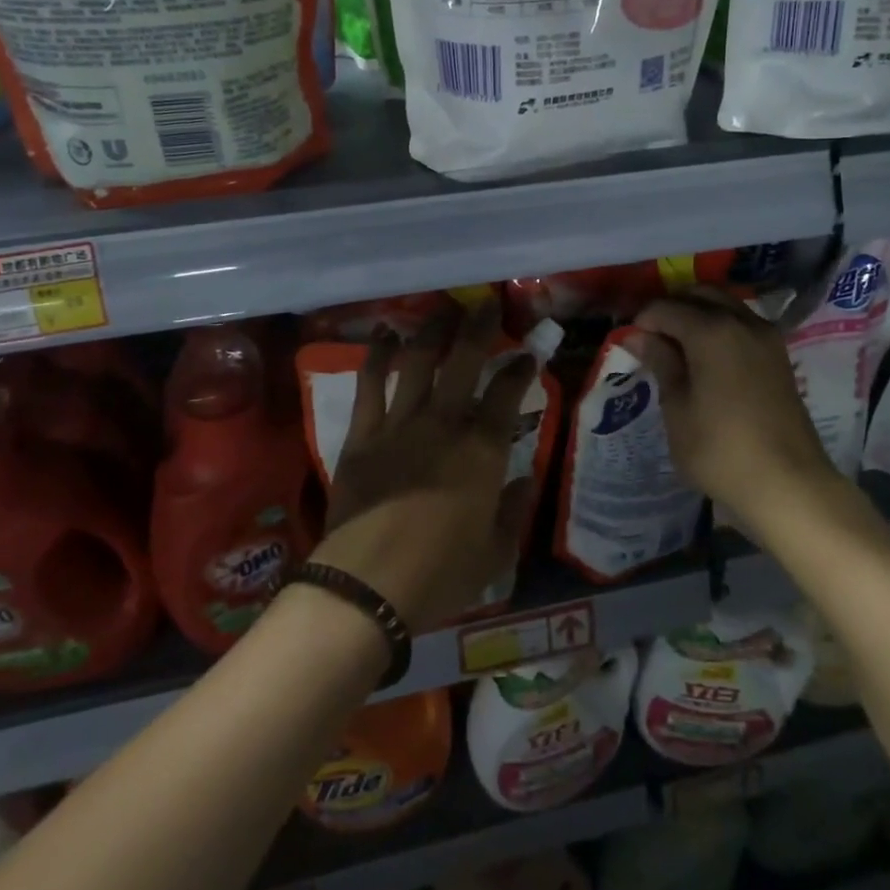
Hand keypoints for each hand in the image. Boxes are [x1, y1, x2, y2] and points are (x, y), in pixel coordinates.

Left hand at [313, 308, 537, 633]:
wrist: (368, 584)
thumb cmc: (441, 573)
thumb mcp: (496, 551)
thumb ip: (515, 509)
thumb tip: (526, 477)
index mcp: (483, 450)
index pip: (507, 394)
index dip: (519, 368)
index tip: (526, 354)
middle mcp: (444, 423)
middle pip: (463, 361)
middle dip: (478, 327)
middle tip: (485, 305)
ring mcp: (400, 423)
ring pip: (418, 361)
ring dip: (431, 330)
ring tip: (441, 308)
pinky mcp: (363, 433)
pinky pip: (370, 384)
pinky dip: (378, 356)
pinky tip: (385, 334)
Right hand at [634, 289, 880, 546]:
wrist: (788, 485)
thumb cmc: (720, 449)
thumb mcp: (678, 409)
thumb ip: (661, 363)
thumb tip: (638, 335)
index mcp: (712, 330)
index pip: (666, 308)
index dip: (642, 321)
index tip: (629, 342)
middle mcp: (742, 322)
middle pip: (700, 295)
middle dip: (672, 308)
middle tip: (651, 338)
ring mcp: (766, 337)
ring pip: (725, 306)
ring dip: (698, 315)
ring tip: (677, 347)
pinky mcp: (779, 356)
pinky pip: (742, 324)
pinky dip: (720, 328)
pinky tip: (706, 358)